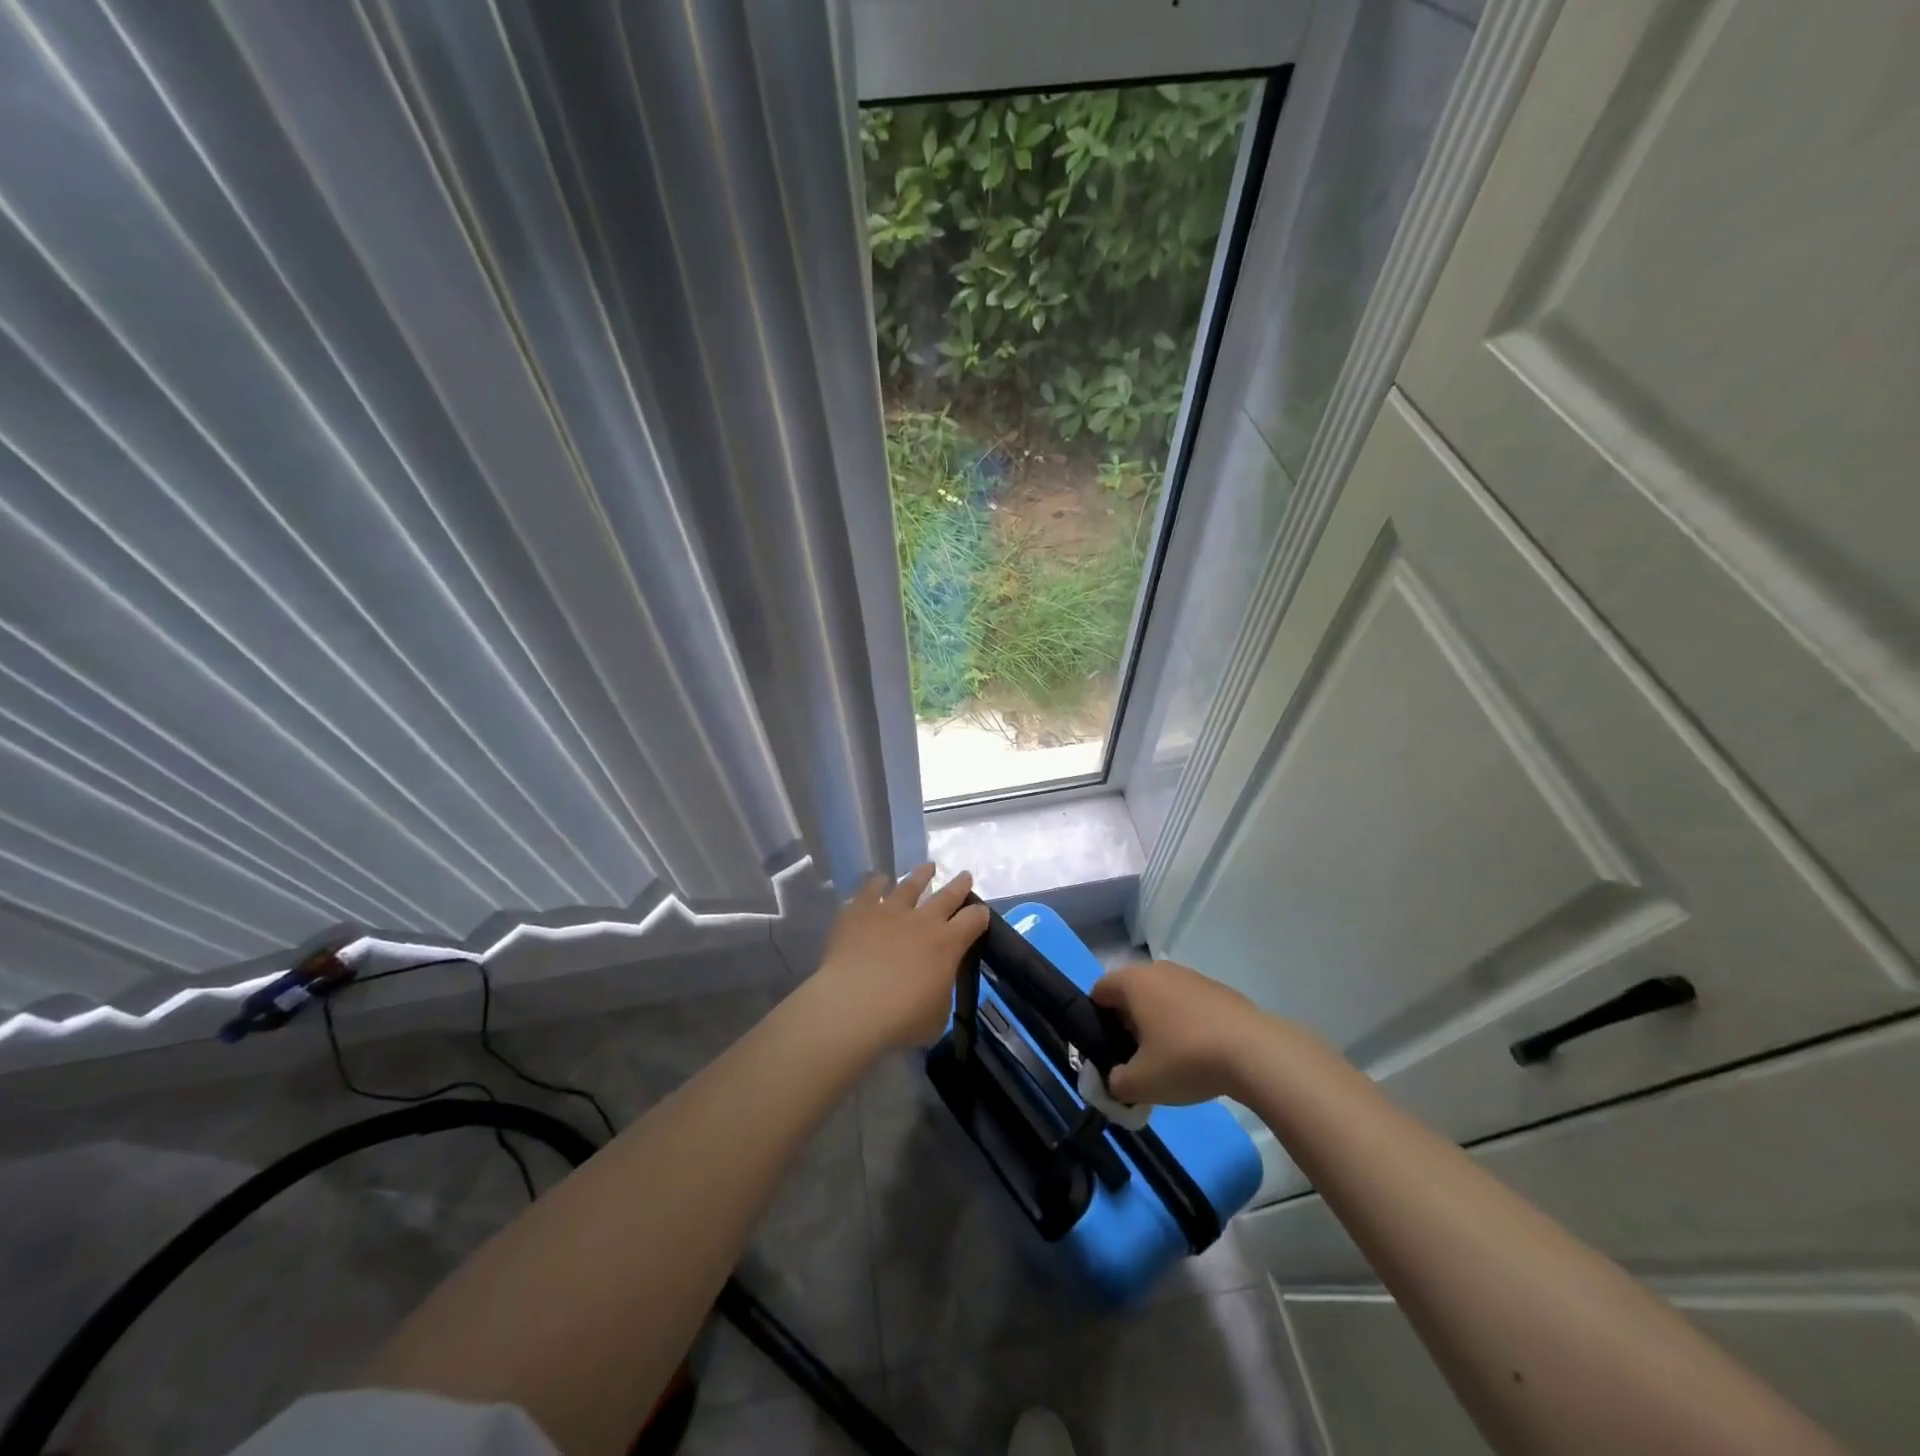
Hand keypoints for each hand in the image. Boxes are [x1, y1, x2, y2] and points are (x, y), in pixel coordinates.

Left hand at [811, 865, 990, 1052]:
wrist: (852, 1007)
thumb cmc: (901, 1019)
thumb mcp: (937, 1016)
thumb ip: (941, 993)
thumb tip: (935, 985)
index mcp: (948, 944)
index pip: (974, 920)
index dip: (980, 916)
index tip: (981, 914)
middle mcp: (923, 920)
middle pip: (947, 895)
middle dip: (959, 885)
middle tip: (964, 875)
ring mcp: (890, 911)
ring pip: (910, 885)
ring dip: (921, 875)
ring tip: (927, 867)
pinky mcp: (859, 911)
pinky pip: (871, 890)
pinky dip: (876, 883)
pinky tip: (878, 880)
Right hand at [1090, 959, 1273, 1104]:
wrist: (1255, 1053)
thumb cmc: (1186, 1059)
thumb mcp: (1141, 1083)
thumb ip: (1116, 1083)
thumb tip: (1115, 1081)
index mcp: (1133, 981)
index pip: (1099, 991)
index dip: (1097, 1021)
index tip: (1109, 1050)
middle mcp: (1159, 970)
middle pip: (1131, 993)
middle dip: (1128, 1023)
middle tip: (1137, 1059)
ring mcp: (1192, 976)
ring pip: (1161, 997)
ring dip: (1158, 1023)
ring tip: (1170, 1060)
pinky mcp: (1219, 990)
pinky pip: (1189, 1004)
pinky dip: (1186, 1024)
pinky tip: (1200, 1054)